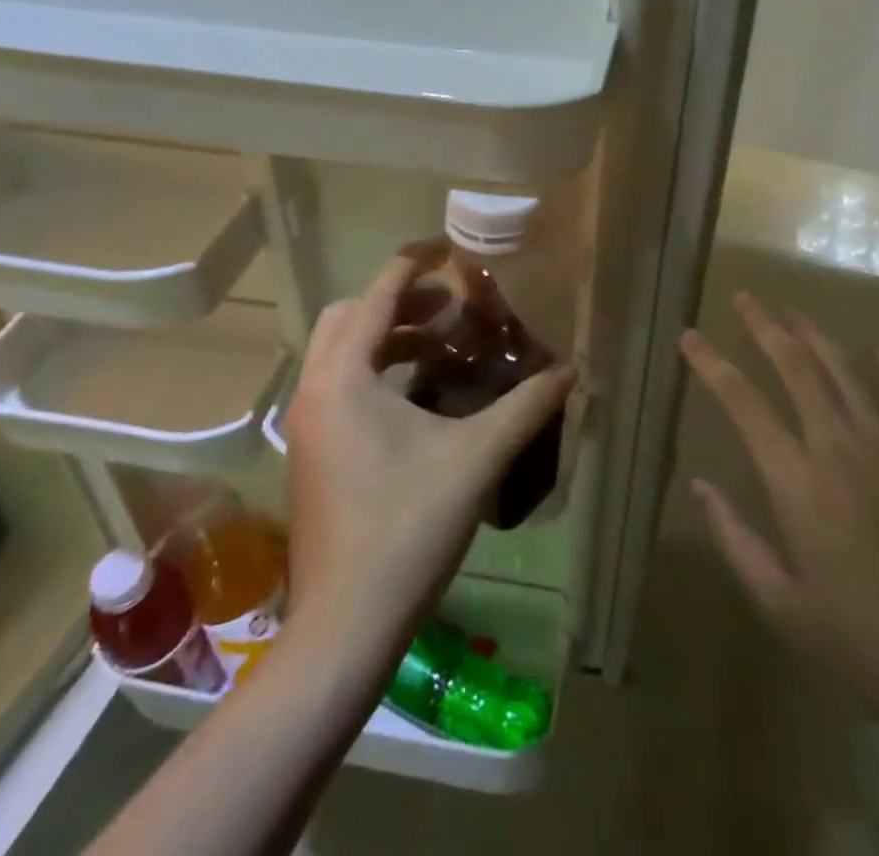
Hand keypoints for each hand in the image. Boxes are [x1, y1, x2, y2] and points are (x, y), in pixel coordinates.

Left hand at [283, 252, 576, 647]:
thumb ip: (527, 407)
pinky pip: (341, 387)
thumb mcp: (477, 458)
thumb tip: (571, 370)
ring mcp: (308, 425)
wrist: (345, 628)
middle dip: (399, 302)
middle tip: (451, 307)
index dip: (415, 265)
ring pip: (342, 354)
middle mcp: (315, 390)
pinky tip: (423, 397)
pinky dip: (377, 372)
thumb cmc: (407, 528)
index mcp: (344, 376)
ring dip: (388, 338)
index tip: (452, 250)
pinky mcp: (313, 453)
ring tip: (444, 346)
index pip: (377, 294)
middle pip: (348, 316)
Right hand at [681, 293, 878, 731]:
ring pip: (846, 370)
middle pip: (796, 366)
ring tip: (795, 313)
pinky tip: (875, 353)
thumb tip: (700, 487)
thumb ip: (735, 539)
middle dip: (765, 326)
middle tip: (745, 298)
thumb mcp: (781, 604)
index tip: (689, 336)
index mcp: (796, 481)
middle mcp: (839, 446)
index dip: (711, 363)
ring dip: (816, 336)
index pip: (743, 402)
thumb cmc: (862, 640)